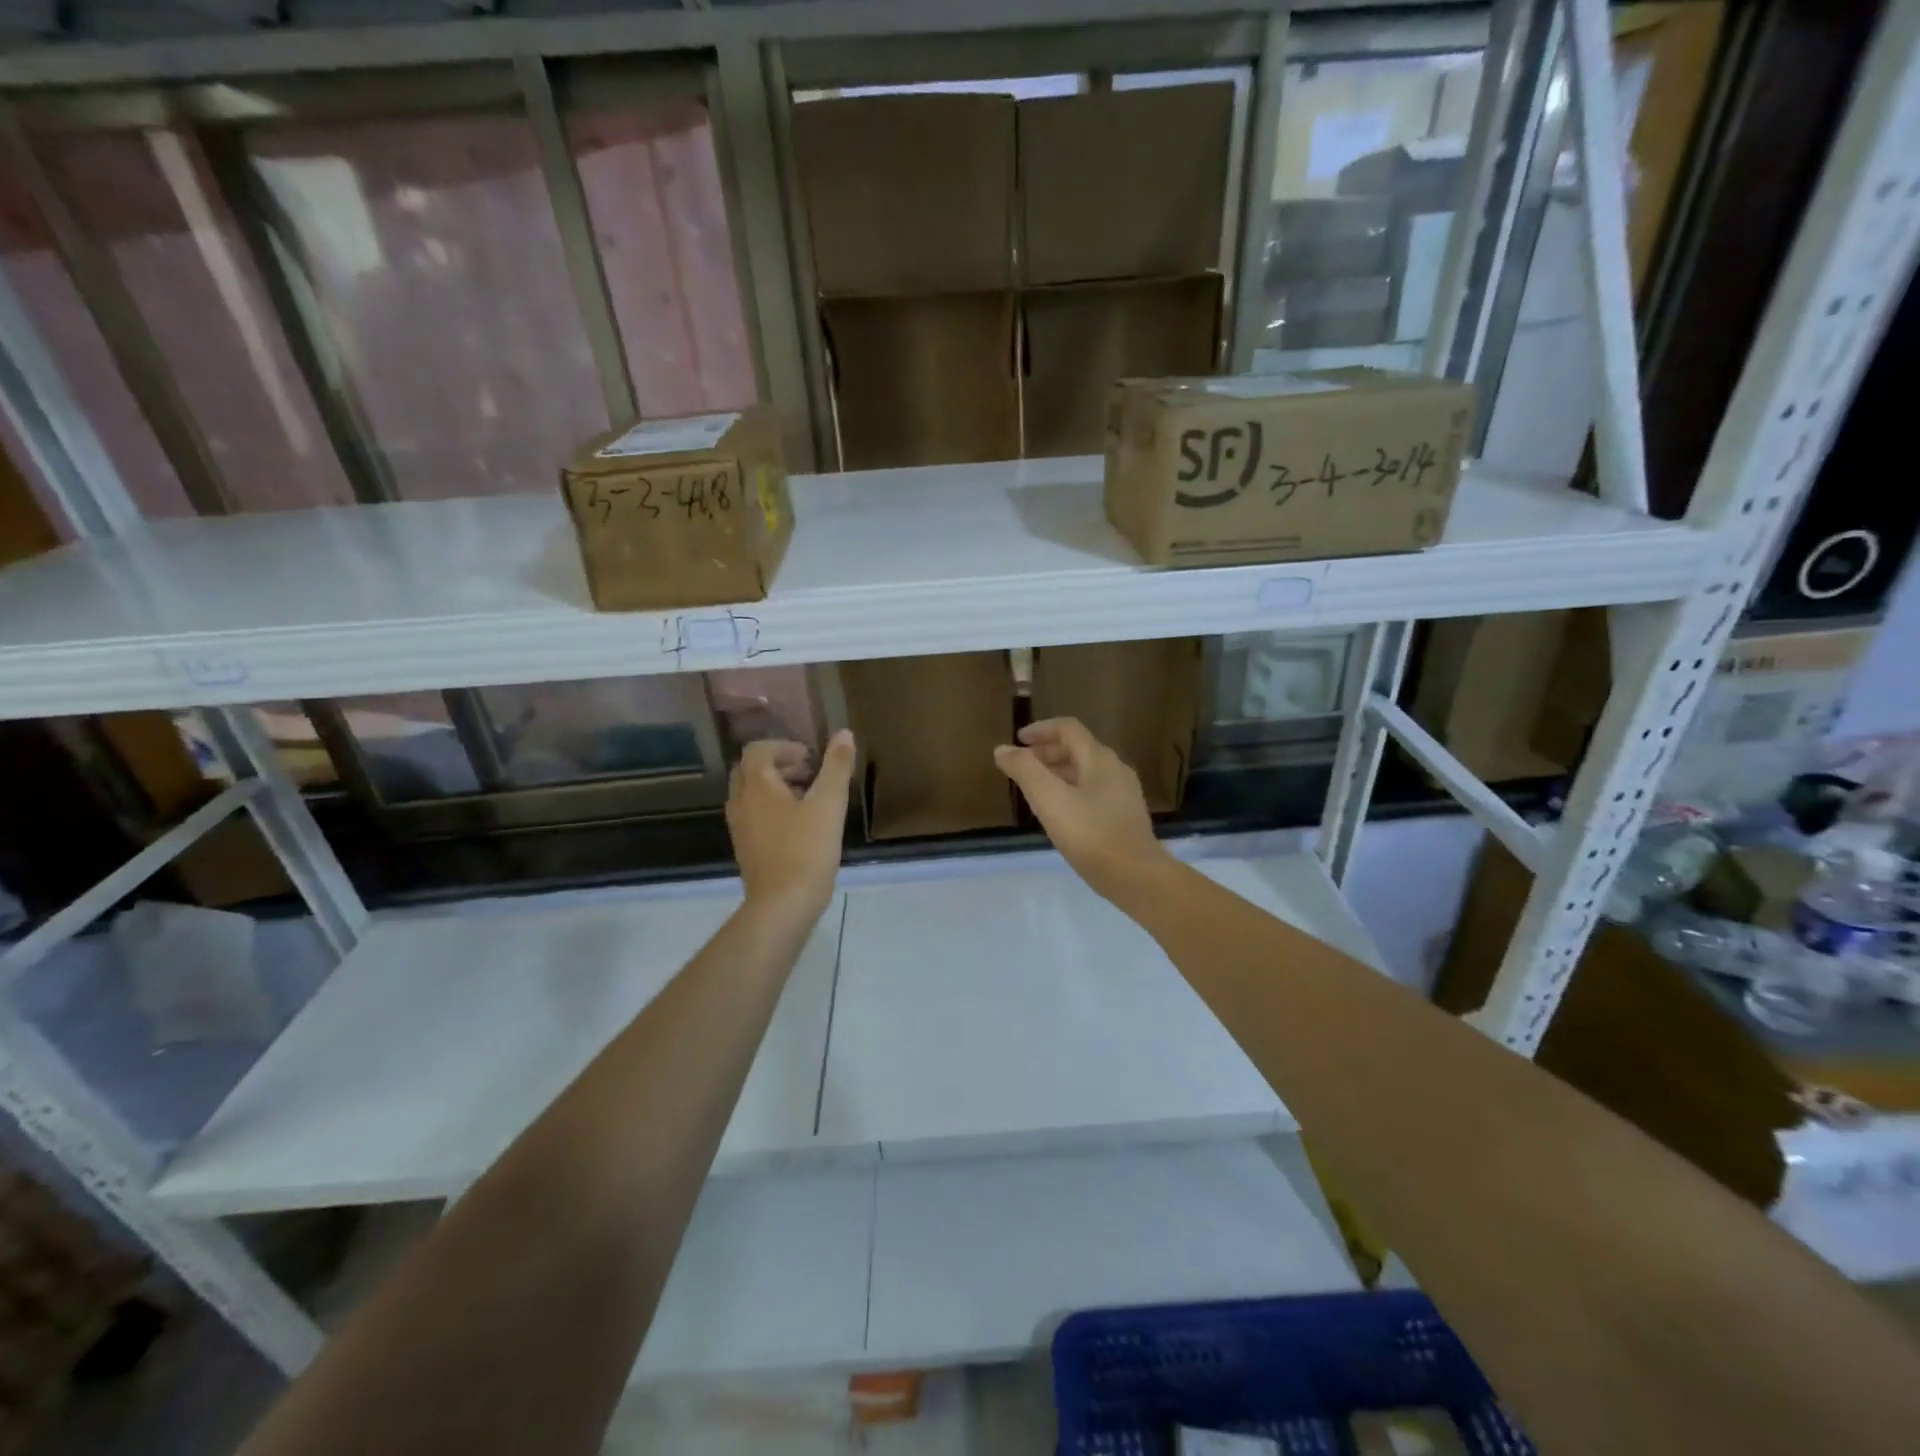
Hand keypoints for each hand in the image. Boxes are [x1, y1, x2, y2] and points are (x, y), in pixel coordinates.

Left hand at [727, 731, 854, 924]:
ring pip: (751, 794)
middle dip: (778, 765)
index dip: (784, 747)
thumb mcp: (828, 805)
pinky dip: (772, 809)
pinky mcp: (746, 849)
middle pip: (751, 771)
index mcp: (757, 786)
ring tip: (808, 798)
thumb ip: (836, 767)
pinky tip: (799, 826)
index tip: (810, 757)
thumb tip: (844, 734)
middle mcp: (741, 803)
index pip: (758, 750)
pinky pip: (753, 816)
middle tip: (809, 773)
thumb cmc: (806, 851)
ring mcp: (740, 828)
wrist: (782, 906)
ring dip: (775, 787)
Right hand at [994, 717, 1171, 903]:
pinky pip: (1094, 791)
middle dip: (1047, 752)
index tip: (1018, 740)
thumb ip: (1025, 770)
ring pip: (1086, 771)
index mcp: (1098, 758)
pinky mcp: (1125, 815)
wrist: (1135, 876)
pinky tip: (1060, 813)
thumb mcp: (1049, 799)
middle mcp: (1115, 768)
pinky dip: (1071, 790)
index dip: (1041, 729)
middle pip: (1078, 748)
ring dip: (1058, 772)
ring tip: (1036, 789)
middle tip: (1022, 766)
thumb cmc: (1090, 833)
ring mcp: (1123, 793)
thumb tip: (1002, 749)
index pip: (1068, 729)